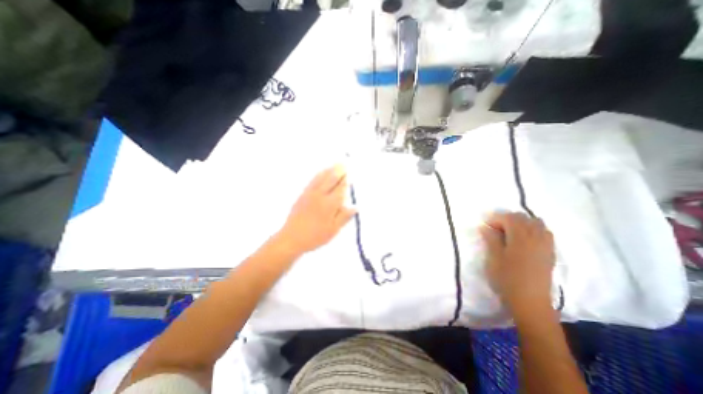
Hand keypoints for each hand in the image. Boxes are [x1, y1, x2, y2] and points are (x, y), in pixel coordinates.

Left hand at [276, 163, 353, 252]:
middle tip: (346, 162)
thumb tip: (356, 206)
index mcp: (330, 204)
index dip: (347, 180)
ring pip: (322, 177)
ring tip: (337, 163)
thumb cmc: (315, 236)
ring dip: (330, 169)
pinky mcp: (303, 194)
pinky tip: (322, 171)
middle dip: (340, 170)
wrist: (291, 238)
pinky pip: (313, 180)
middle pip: (332, 179)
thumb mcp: (333, 230)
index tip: (352, 173)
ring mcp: (310, 193)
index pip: (341, 188)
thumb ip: (344, 217)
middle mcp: (321, 195)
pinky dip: (319, 173)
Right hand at [478, 211, 554, 318]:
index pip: (509, 218)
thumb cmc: (507, 279)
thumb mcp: (493, 258)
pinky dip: (533, 230)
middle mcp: (535, 238)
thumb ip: (491, 240)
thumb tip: (485, 226)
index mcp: (520, 238)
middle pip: (523, 218)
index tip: (486, 226)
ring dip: (521, 223)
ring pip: (536, 223)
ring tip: (510, 233)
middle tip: (496, 229)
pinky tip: (524, 240)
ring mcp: (546, 245)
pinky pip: (544, 233)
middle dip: (508, 219)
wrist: (530, 302)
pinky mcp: (550, 253)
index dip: (496, 218)